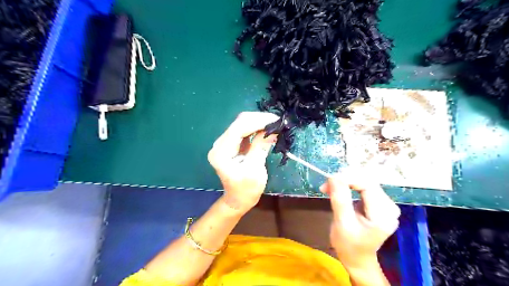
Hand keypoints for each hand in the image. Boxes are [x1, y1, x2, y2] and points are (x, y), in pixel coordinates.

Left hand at [207, 112, 277, 214]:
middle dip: (259, 119)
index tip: (276, 120)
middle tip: (277, 122)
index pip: (239, 129)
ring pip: (242, 124)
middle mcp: (220, 144)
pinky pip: (245, 130)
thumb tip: (273, 129)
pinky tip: (268, 129)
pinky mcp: (232, 144)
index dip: (257, 121)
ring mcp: (225, 143)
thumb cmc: (246, 190)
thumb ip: (261, 147)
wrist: (238, 199)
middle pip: (239, 123)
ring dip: (259, 122)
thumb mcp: (255, 170)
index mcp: (221, 153)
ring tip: (275, 124)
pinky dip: (257, 128)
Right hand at [320, 171, 398, 271]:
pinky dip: (348, 185)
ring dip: (344, 181)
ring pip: (363, 181)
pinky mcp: (378, 202)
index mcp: (383, 214)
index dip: (347, 178)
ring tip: (329, 189)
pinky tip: (338, 191)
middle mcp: (389, 206)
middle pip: (366, 180)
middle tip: (326, 186)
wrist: (356, 257)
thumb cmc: (348, 244)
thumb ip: (340, 200)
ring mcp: (385, 203)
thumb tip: (334, 176)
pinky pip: (362, 185)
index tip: (328, 182)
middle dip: (344, 179)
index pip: (367, 184)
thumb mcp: (342, 223)